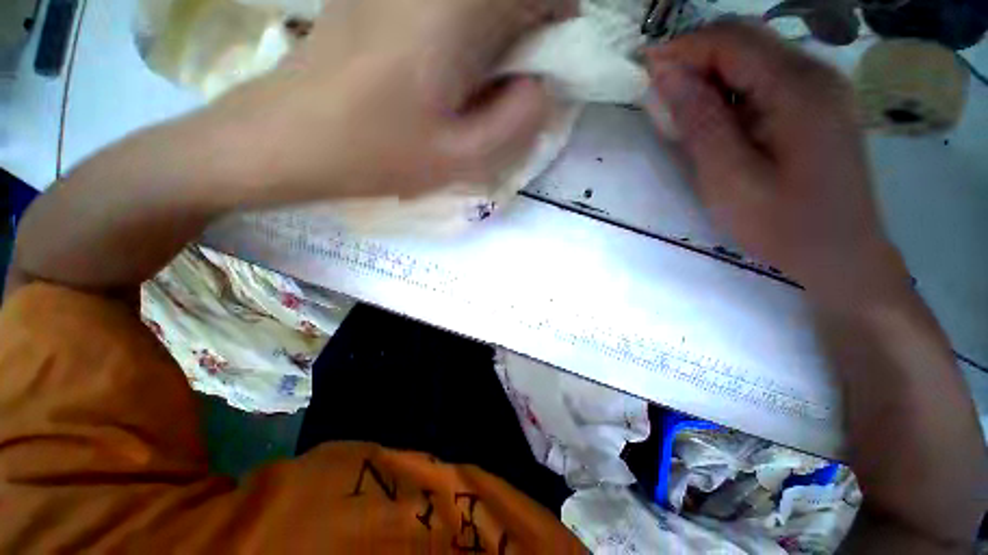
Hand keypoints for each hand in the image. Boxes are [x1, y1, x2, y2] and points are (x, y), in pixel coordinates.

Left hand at [204, 0, 575, 204]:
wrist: (287, 137)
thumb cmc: (375, 154)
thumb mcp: (461, 158)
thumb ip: (519, 121)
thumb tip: (543, 84)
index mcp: (460, 7)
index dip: (562, 26)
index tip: (546, 72)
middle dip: (528, 33)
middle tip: (507, 90)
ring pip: (482, 4)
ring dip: (497, 36)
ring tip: (473, 89)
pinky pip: (450, 7)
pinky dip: (466, 34)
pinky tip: (444, 74)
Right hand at [645, 22, 909, 304]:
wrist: (841, 254)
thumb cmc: (783, 225)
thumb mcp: (728, 179)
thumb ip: (699, 122)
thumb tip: (666, 76)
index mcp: (798, 90)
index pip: (732, 41)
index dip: (682, 48)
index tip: (643, 66)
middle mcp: (817, 73)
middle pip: (746, 40)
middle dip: (695, 56)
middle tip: (658, 90)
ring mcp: (823, 87)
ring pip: (755, 56)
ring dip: (711, 74)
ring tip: (680, 109)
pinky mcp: (819, 103)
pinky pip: (767, 78)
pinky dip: (731, 88)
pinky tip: (716, 118)